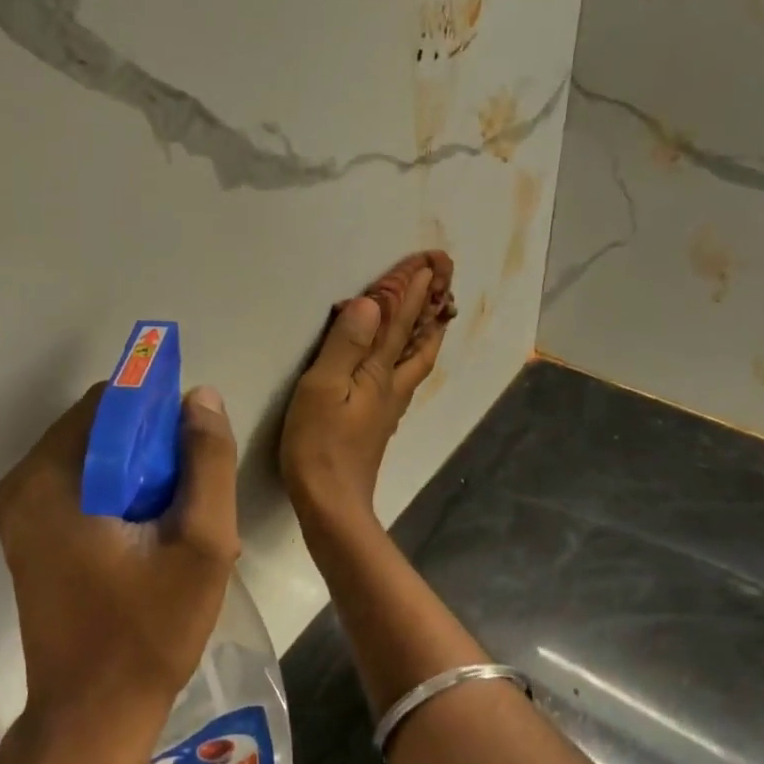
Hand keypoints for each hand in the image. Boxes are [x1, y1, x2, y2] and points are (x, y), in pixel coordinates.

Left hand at [0, 383, 240, 763]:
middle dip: (153, 447)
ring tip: (178, 519)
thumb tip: (201, 398)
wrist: (92, 721)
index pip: (111, 402)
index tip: (196, 450)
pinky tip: (153, 536)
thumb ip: (207, 463)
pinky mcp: (29, 538)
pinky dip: (121, 495)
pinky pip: (82, 488)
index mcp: (50, 479)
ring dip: (141, 473)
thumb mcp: (201, 544)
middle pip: (100, 429)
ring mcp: (20, 514)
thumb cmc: (147, 633)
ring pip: (95, 458)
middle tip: (192, 495)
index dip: (161, 413)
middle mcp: (22, 486)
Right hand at [280, 255, 451, 526]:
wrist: (331, 501)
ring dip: (427, 331)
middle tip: (443, 280)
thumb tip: (370, 304)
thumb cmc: (319, 444)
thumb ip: (346, 345)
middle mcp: (391, 385)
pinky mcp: (378, 422)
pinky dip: (413, 356)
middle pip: (419, 340)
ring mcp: (388, 406)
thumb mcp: (323, 388)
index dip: (412, 291)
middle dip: (430, 307)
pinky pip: (404, 376)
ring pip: (417, 360)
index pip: (399, 322)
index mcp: (378, 373)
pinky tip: (405, 362)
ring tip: (436, 314)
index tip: (429, 261)